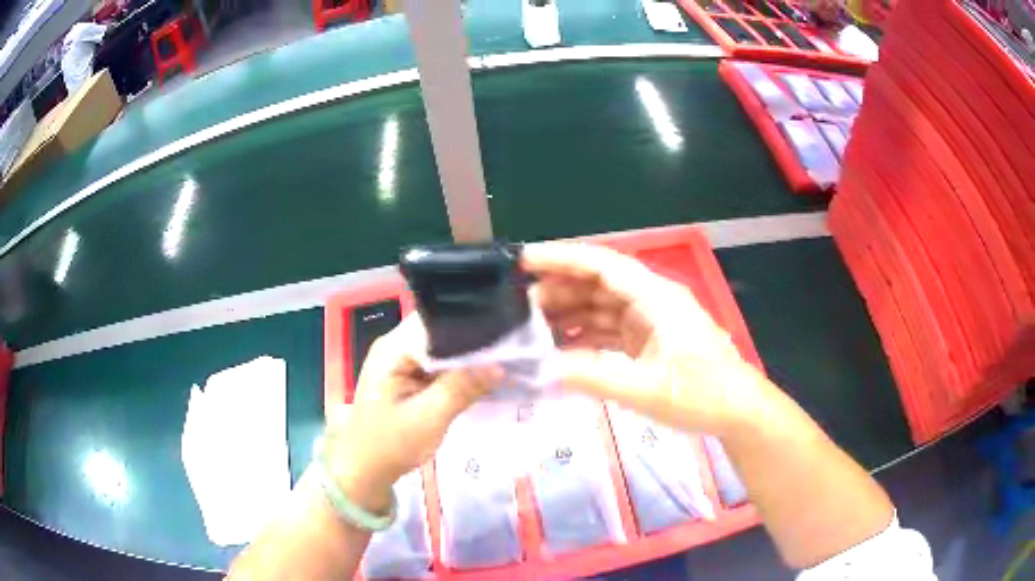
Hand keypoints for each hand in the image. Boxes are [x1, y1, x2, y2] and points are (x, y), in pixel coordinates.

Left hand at [322, 315, 501, 513]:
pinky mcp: (409, 374)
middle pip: (442, 331)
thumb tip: (500, 366)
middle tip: (514, 350)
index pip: (438, 322)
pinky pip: (440, 363)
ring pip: (444, 347)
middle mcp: (396, 345)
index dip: (471, 327)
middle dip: (475, 341)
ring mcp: (402, 359)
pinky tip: (485, 375)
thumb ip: (461, 388)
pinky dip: (461, 369)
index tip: (506, 337)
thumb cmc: (391, 444)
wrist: (365, 468)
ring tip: (507, 360)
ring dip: (470, 356)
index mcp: (393, 348)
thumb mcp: (428, 419)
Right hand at [524, 242, 766, 434]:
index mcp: (656, 297)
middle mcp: (652, 299)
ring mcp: (651, 319)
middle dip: (560, 288)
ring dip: (570, 311)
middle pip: (599, 282)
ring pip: (602, 304)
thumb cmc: (701, 396)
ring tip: (533, 326)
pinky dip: (586, 333)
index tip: (524, 260)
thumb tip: (544, 367)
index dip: (563, 258)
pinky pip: (611, 327)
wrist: (737, 411)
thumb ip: (594, 375)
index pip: (603, 265)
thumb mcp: (646, 390)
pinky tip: (562, 346)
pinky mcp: (650, 338)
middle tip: (519, 305)